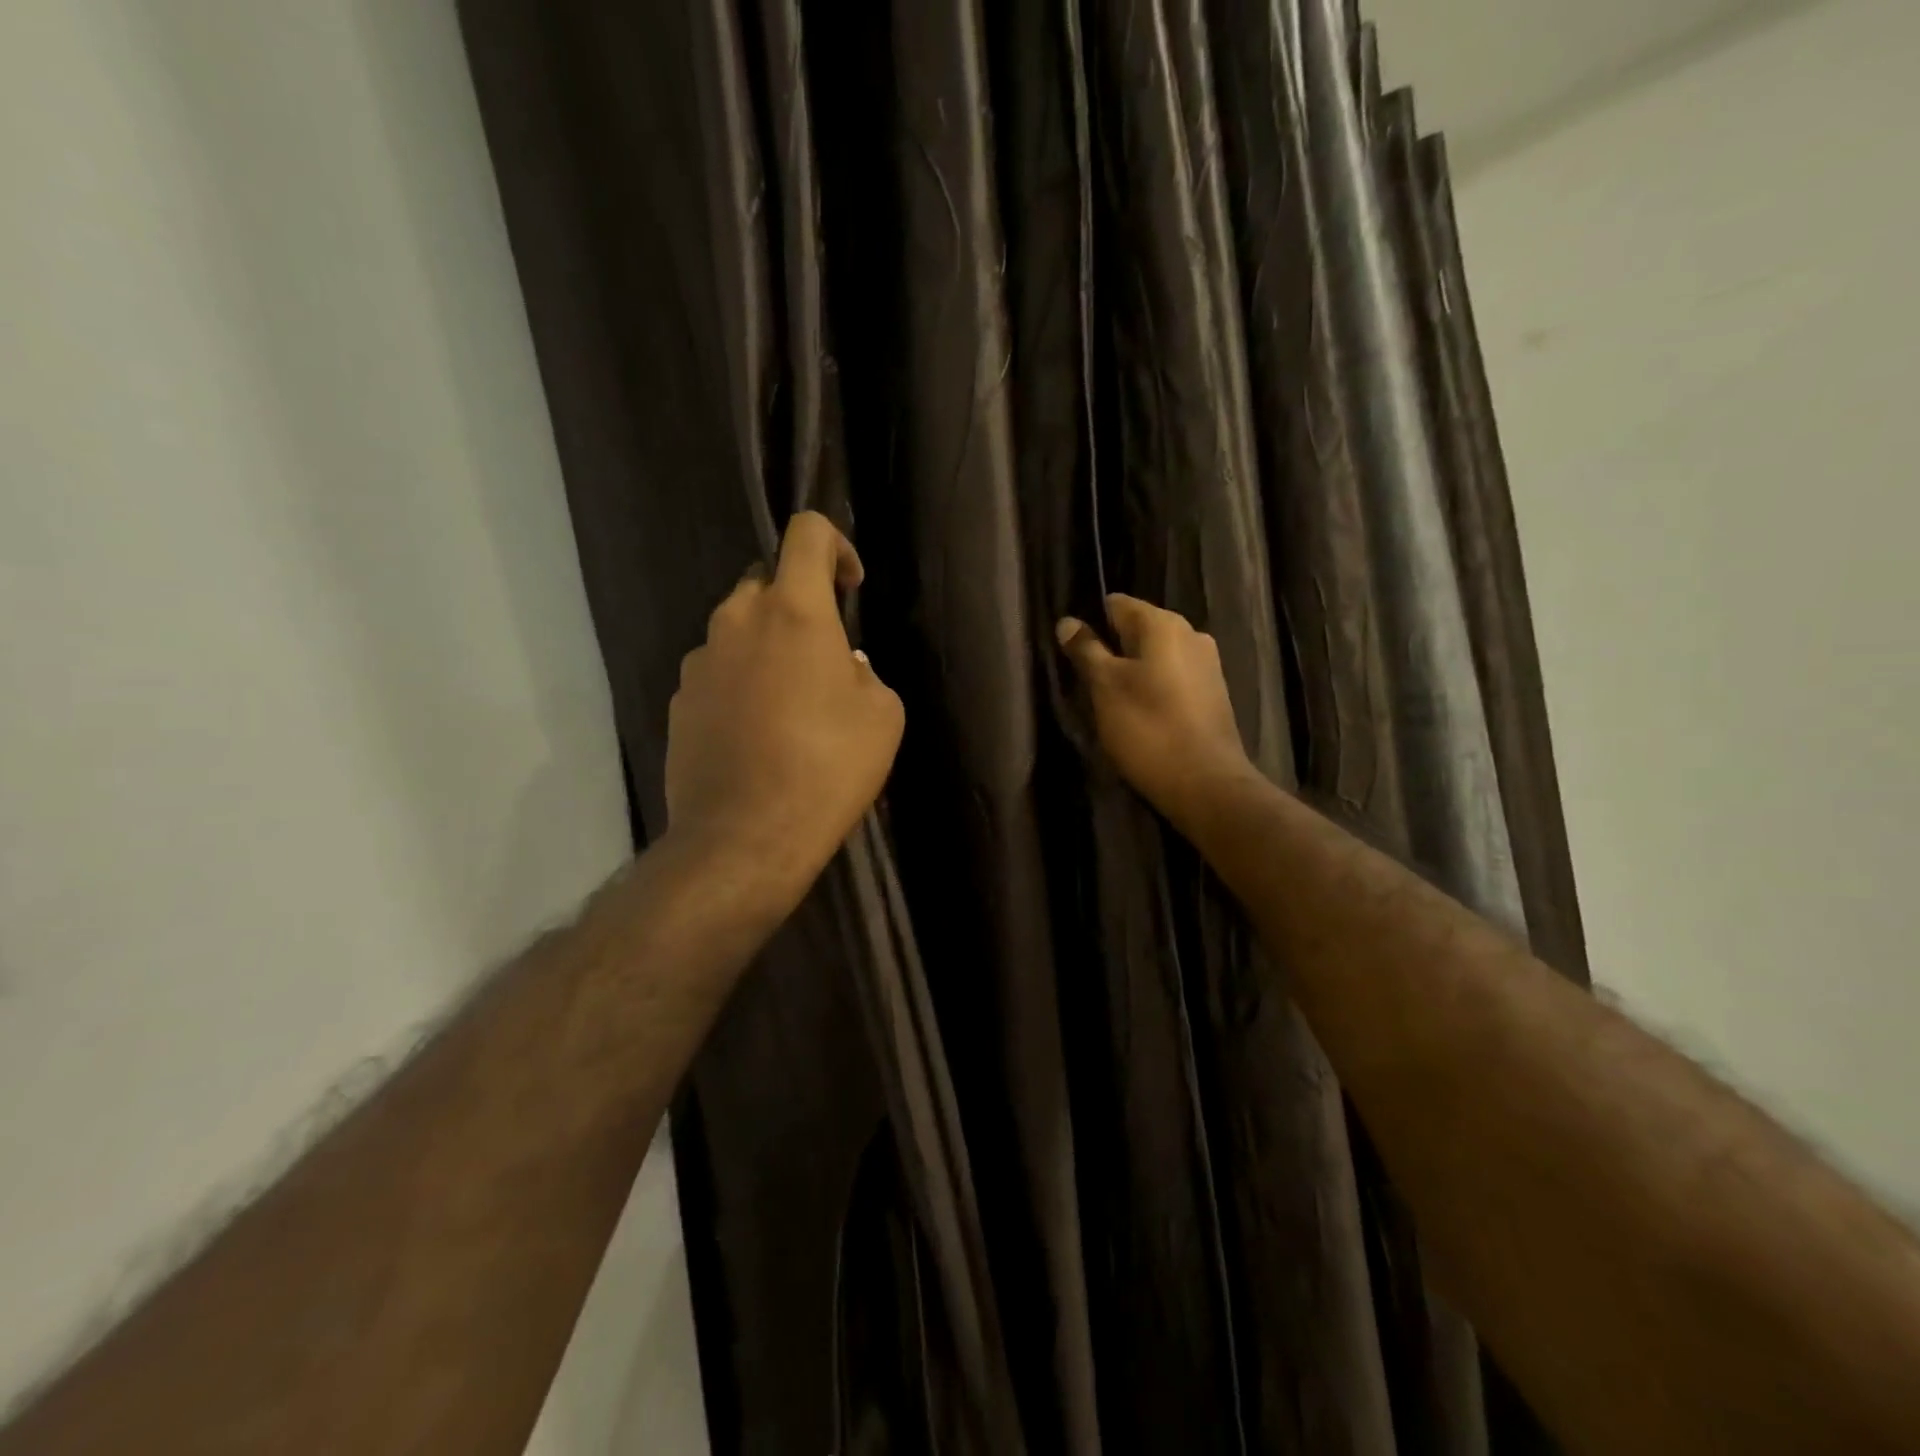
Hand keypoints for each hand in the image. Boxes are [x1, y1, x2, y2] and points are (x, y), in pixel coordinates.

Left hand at [665, 513, 904, 905]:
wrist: (744, 838)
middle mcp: (736, 621)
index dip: (836, 546)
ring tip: (791, 709)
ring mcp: (699, 662)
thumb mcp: (882, 715)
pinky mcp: (679, 702)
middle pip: (768, 583)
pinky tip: (758, 737)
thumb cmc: (828, 768)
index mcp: (793, 611)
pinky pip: (718, 674)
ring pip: (739, 631)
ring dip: (768, 650)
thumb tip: (840, 665)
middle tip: (824, 660)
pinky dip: (741, 687)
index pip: (808, 533)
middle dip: (799, 606)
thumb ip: (864, 671)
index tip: (850, 590)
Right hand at [1057, 594, 1256, 823]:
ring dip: (1132, 671)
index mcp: (1163, 624)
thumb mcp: (1105, 687)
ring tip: (1112, 702)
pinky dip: (1154, 689)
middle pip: (1137, 629)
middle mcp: (1191, 633)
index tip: (1074, 652)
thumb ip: (1086, 650)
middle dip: (1112, 650)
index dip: (1091, 623)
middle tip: (1088, 682)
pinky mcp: (1213, 693)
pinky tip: (1142, 715)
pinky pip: (1173, 678)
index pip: (1116, 604)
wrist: (1205, 783)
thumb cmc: (1148, 728)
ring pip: (1155, 656)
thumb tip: (1068, 622)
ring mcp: (1207, 664)